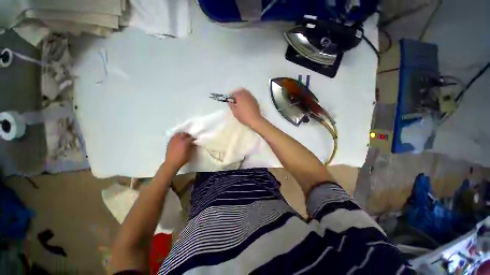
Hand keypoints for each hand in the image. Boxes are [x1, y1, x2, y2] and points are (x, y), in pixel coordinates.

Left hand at [165, 132, 194, 169]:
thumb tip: (193, 143)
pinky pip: (173, 137)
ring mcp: (173, 140)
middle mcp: (179, 140)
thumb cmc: (182, 159)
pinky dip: (176, 137)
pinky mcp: (169, 142)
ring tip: (183, 138)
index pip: (191, 138)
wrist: (172, 163)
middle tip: (189, 138)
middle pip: (184, 134)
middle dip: (187, 135)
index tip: (195, 140)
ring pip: (178, 134)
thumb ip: (191, 147)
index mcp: (185, 142)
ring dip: (181, 135)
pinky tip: (178, 140)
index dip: (193, 138)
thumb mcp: (189, 153)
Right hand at [228, 88, 262, 127]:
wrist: (255, 120)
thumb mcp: (235, 112)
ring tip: (240, 101)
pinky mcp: (255, 100)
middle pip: (240, 91)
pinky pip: (249, 96)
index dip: (230, 96)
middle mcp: (246, 95)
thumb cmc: (243, 116)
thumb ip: (231, 105)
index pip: (234, 93)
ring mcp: (251, 97)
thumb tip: (229, 101)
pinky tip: (245, 103)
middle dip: (237, 94)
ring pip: (246, 93)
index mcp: (240, 96)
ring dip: (242, 95)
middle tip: (234, 99)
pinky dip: (246, 98)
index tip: (229, 99)